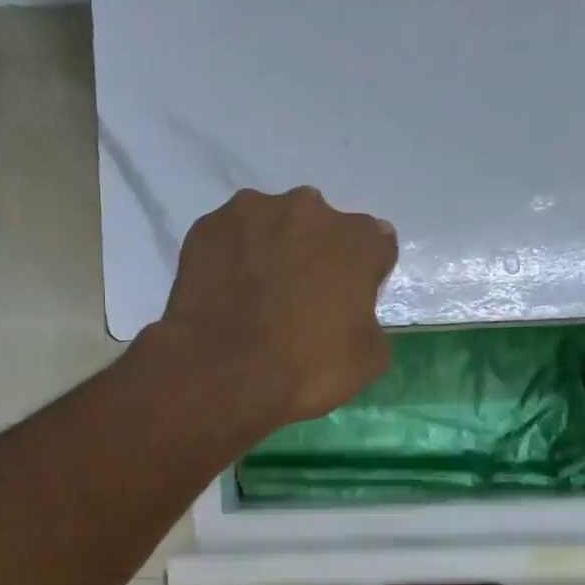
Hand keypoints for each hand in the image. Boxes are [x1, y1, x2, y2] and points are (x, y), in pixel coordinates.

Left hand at [155, 186, 397, 428]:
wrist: (222, 375)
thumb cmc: (305, 369)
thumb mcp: (368, 360)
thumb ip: (371, 317)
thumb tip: (356, 310)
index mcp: (357, 239)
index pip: (375, 245)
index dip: (364, 274)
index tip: (348, 301)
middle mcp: (309, 210)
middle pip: (321, 227)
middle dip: (316, 254)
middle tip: (299, 299)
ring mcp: (254, 212)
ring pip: (273, 224)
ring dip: (273, 248)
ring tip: (256, 294)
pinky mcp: (209, 226)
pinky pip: (231, 237)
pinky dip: (233, 256)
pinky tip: (226, 291)